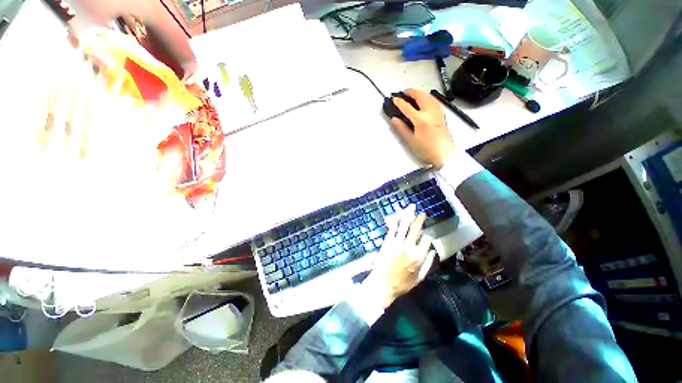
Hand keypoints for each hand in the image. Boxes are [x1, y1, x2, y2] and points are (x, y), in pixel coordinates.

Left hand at [362, 206, 435, 308]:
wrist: (382, 284)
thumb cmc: (402, 284)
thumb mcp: (419, 278)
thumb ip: (428, 264)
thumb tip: (434, 251)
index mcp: (419, 256)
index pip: (426, 240)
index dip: (427, 236)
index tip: (426, 235)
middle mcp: (409, 247)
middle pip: (416, 229)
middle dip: (419, 219)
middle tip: (422, 213)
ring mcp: (397, 243)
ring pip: (404, 226)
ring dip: (408, 215)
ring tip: (411, 208)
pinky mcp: (387, 242)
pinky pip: (392, 229)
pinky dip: (395, 221)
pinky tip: (397, 216)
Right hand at [390, 89, 456, 168]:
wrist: (444, 154)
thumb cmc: (425, 150)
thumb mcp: (410, 141)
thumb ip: (401, 128)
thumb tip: (394, 119)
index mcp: (421, 120)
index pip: (407, 107)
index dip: (399, 102)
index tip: (393, 98)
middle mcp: (430, 112)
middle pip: (421, 96)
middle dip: (411, 92)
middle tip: (403, 92)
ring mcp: (438, 112)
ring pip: (429, 96)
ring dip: (420, 93)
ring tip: (413, 94)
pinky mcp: (442, 114)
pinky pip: (434, 100)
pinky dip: (427, 97)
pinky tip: (424, 100)